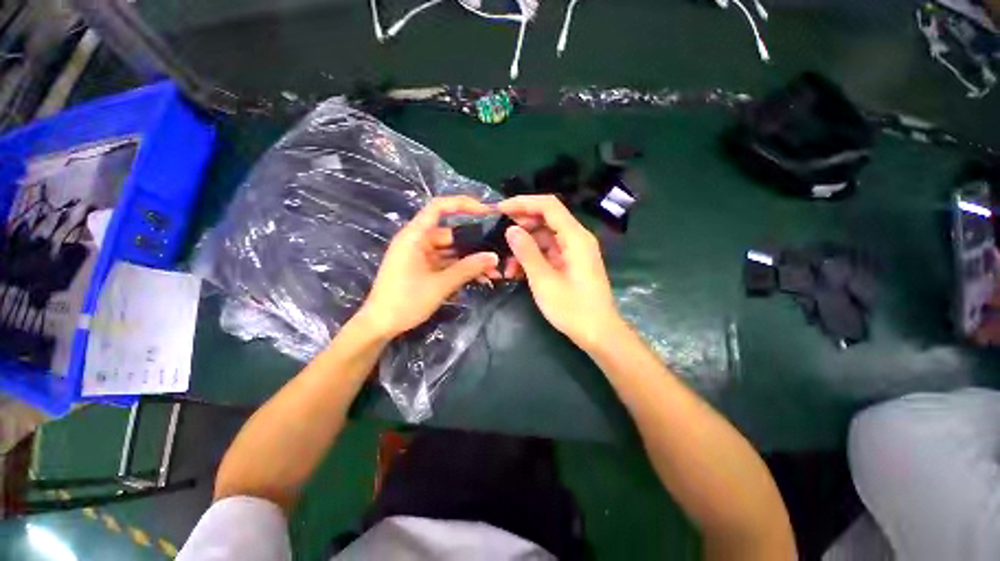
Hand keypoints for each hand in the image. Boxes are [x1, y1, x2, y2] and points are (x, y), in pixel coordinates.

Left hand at [356, 197, 499, 338]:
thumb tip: (494, 257)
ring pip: (452, 252)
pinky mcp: (424, 269)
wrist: (380, 326)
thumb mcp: (440, 284)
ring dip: (471, 261)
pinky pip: (447, 264)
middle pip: (451, 234)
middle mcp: (418, 241)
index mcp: (415, 236)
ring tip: (494, 273)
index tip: (486, 211)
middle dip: (475, 245)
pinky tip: (481, 280)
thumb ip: (468, 268)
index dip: (463, 204)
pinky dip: (462, 270)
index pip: (439, 207)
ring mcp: (421, 256)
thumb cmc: (405, 301)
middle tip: (497, 254)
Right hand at [498, 195, 622, 348]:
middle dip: (521, 228)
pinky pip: (548, 252)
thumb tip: (510, 229)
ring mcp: (574, 251)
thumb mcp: (544, 280)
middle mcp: (577, 239)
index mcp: (575, 237)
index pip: (549, 206)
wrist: (598, 333)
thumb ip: (526, 252)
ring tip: (507, 267)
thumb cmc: (572, 308)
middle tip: (499, 239)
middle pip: (546, 220)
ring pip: (544, 238)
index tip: (500, 209)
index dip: (523, 203)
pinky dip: (532, 259)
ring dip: (524, 248)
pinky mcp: (570, 263)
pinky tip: (517, 273)